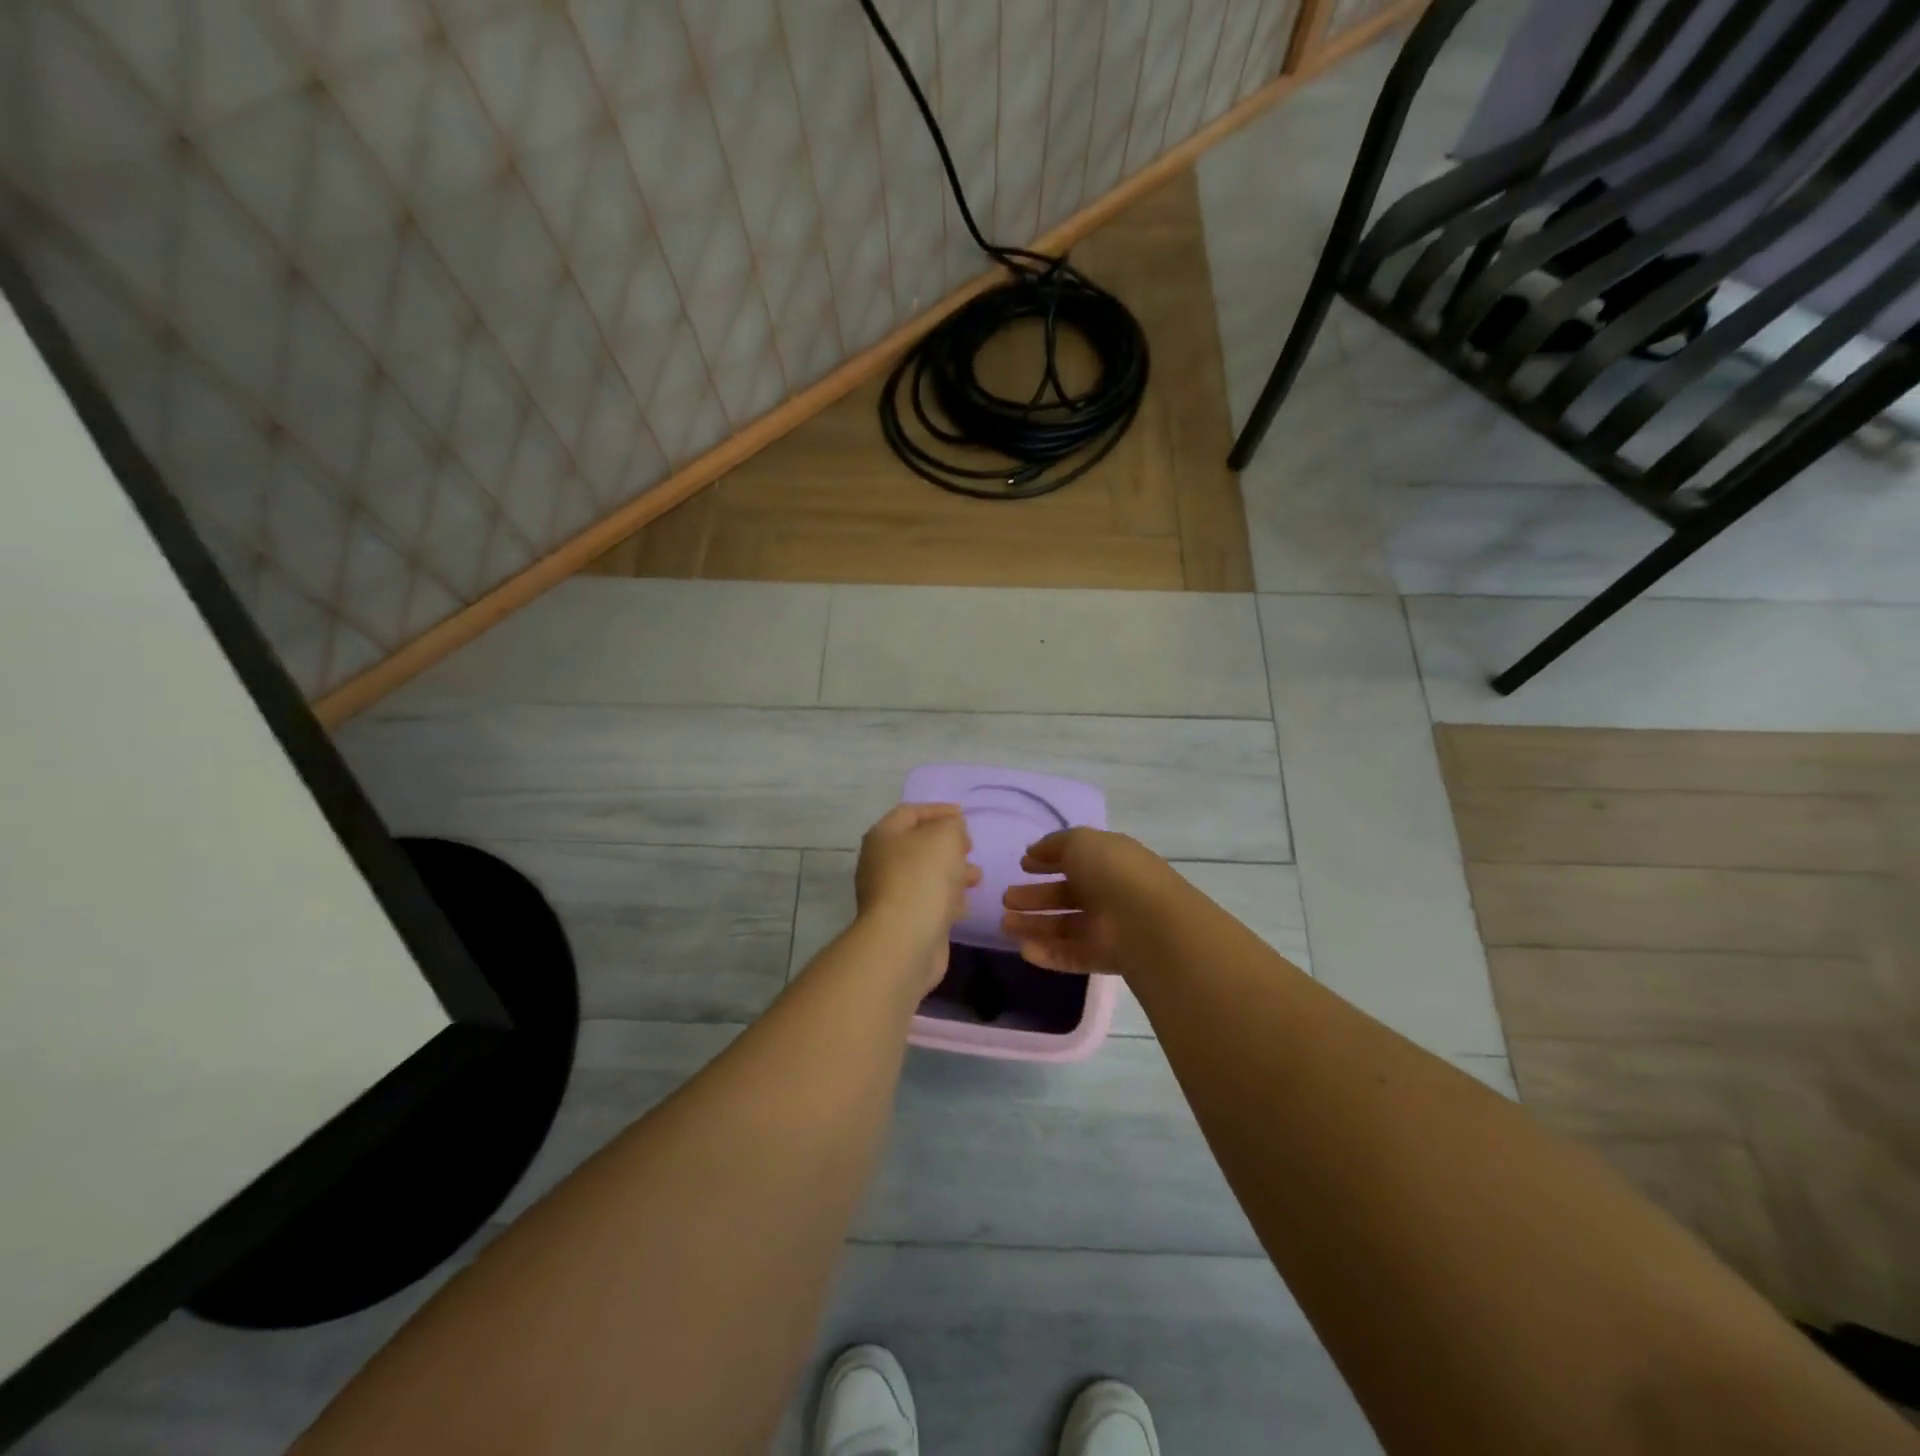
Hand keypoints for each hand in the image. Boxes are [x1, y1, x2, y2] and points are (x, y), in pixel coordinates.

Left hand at [855, 803, 980, 989]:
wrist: (905, 941)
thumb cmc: (923, 878)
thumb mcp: (944, 836)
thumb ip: (952, 825)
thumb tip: (951, 830)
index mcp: (884, 836)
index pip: (911, 812)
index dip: (939, 810)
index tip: (965, 815)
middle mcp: (881, 863)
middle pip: (918, 844)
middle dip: (948, 844)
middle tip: (970, 847)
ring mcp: (890, 894)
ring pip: (926, 875)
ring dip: (953, 872)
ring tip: (976, 877)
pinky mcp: (904, 921)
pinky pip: (928, 902)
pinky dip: (947, 899)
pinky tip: (964, 905)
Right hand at [999, 829, 1173, 974]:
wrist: (1146, 921)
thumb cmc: (1112, 871)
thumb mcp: (1081, 842)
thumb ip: (1054, 844)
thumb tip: (1034, 851)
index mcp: (1108, 861)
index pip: (1075, 860)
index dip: (1048, 861)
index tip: (1023, 865)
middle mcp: (1108, 893)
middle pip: (1065, 896)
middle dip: (1034, 896)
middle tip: (1006, 899)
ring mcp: (1107, 927)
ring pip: (1064, 926)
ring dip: (1033, 925)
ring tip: (1004, 924)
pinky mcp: (1104, 958)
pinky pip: (1070, 955)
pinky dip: (1047, 953)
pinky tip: (1023, 949)